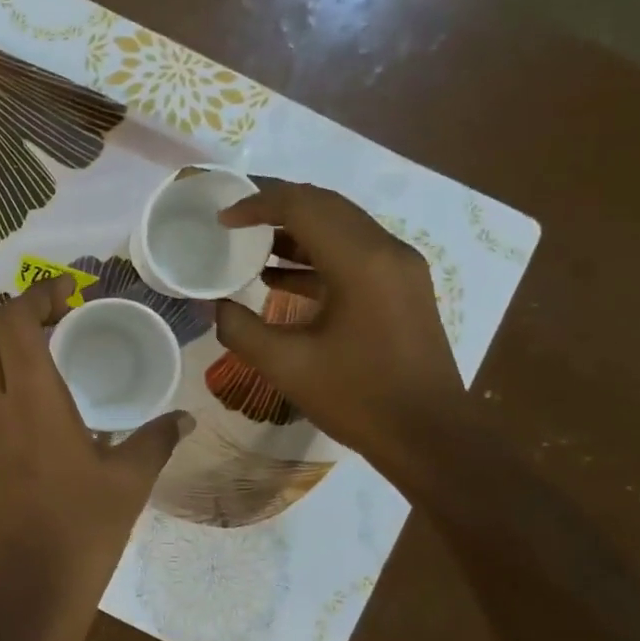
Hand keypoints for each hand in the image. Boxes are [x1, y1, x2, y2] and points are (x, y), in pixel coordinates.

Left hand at [0, 278, 191, 640]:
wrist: (25, 595)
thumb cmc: (82, 531)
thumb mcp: (129, 483)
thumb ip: (155, 441)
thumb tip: (183, 419)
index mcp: (32, 399)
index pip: (16, 322)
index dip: (36, 295)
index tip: (67, 293)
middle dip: (13, 313)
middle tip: (54, 319)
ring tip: (37, 352)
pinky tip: (25, 406)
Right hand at [215, 180, 466, 471]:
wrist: (430, 436)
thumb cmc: (357, 398)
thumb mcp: (286, 365)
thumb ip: (239, 328)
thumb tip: (209, 305)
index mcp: (360, 262)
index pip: (303, 206)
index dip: (257, 204)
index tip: (222, 218)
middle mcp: (386, 251)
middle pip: (326, 206)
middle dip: (276, 205)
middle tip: (234, 218)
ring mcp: (400, 268)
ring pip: (342, 227)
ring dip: (296, 230)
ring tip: (250, 246)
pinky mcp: (402, 288)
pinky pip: (354, 252)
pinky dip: (316, 255)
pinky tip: (279, 278)